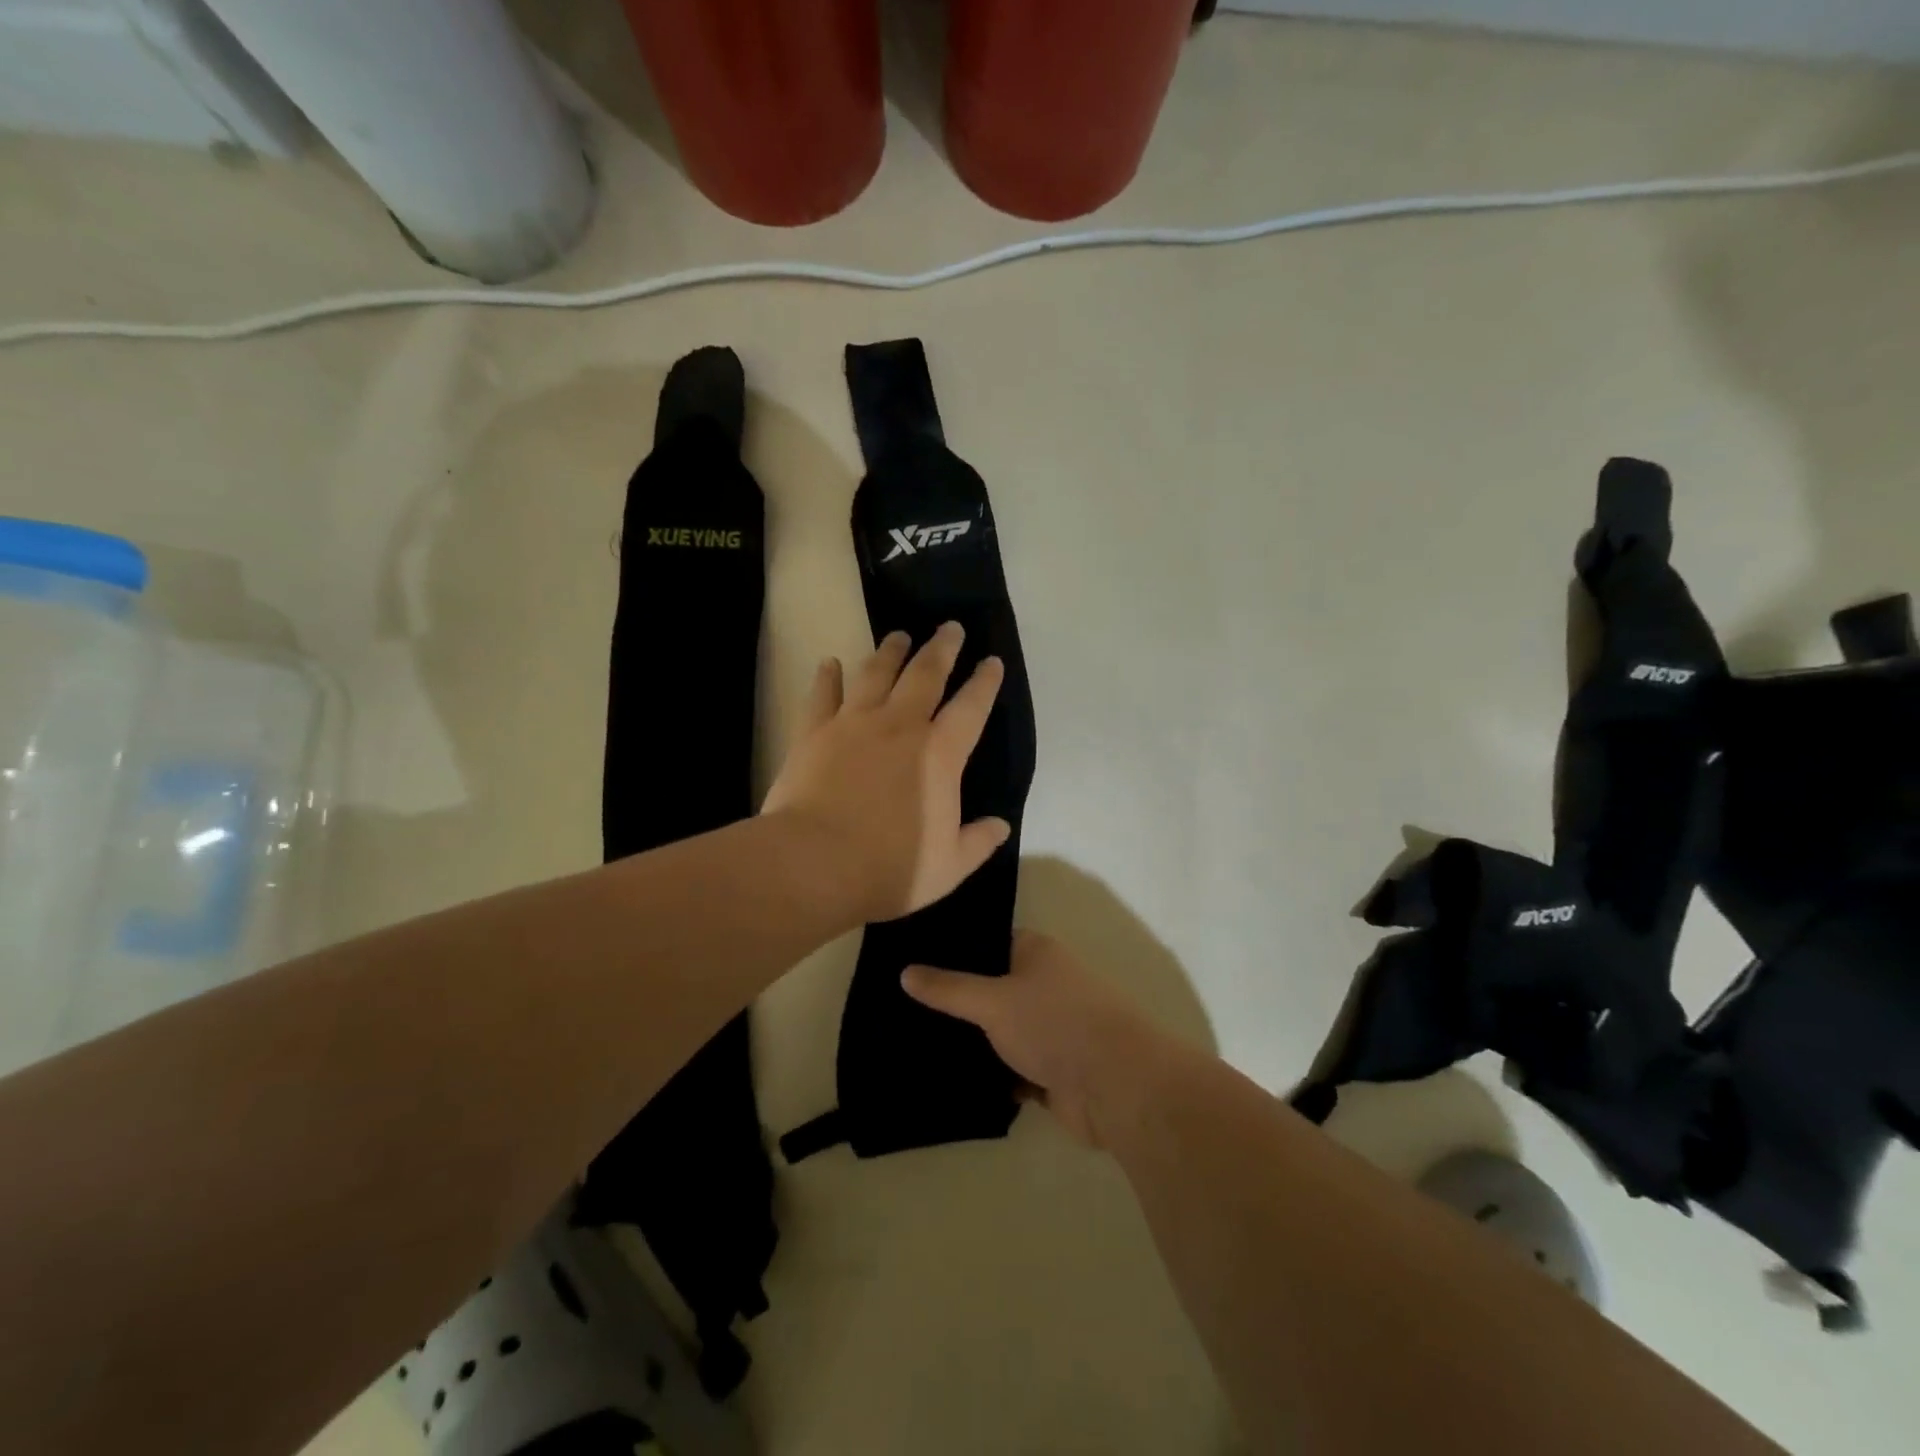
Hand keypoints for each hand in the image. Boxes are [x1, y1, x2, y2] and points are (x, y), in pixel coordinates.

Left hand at [762, 623, 1008, 923]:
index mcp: (940, 755)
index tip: (992, 661)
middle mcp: (900, 726)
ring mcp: (853, 724)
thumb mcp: (948, 866)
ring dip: (890, 651)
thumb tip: (1001, 826)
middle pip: (925, 674)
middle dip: (941, 648)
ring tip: (898, 635)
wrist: (814, 864)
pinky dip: (828, 676)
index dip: (985, 683)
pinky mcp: (814, 732)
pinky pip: (823, 694)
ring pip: (876, 674)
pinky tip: (830, 663)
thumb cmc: (890, 868)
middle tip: (950, 627)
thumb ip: (978, 842)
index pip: (971, 708)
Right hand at [901, 931, 1169, 1148]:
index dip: (954, 950)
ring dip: (972, 1041)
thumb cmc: (1054, 1023)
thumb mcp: (993, 1000)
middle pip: (992, 988)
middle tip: (903, 1005)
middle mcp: (1045, 984)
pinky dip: (988, 1074)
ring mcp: (1049, 1029)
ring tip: (915, 1041)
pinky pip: (1009, 1068)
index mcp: (1037, 953)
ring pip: (999, 1031)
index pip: (988, 942)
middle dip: (956, 1000)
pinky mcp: (1050, 1070)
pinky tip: (947, 1077)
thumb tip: (905, 971)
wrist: (1114, 1086)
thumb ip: (949, 989)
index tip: (912, 959)